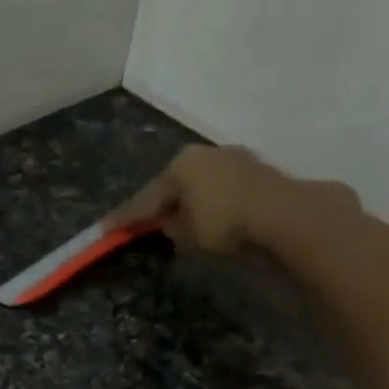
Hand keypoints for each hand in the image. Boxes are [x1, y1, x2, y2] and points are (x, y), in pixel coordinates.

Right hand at [108, 144, 363, 255]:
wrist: (284, 215)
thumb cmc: (225, 223)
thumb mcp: (188, 233)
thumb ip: (172, 227)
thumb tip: (169, 222)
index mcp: (179, 165)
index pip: (145, 198)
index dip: (124, 217)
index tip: (103, 229)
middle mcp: (203, 155)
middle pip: (172, 185)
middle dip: (158, 204)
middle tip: (142, 223)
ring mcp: (232, 158)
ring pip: (198, 184)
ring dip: (187, 202)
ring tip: (177, 221)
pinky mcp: (255, 170)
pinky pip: (220, 188)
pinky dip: (210, 202)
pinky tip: (209, 215)